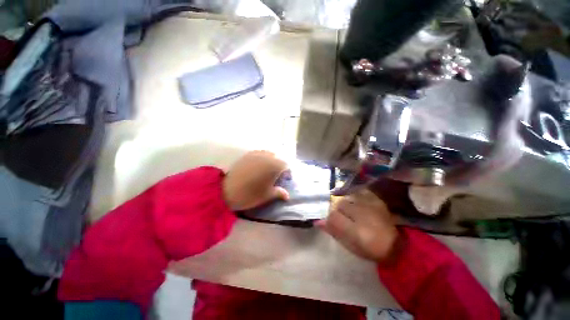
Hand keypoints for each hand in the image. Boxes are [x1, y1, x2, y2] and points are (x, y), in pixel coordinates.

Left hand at [223, 151, 289, 210]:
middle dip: (279, 166)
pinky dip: (261, 158)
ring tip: (266, 170)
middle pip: (278, 158)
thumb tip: (287, 196)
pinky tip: (257, 166)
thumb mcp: (268, 195)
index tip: (285, 179)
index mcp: (275, 166)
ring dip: (270, 160)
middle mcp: (268, 156)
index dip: (287, 173)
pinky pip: (258, 153)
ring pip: (268, 154)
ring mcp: (257, 154)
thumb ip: (279, 193)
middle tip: (275, 175)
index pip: (286, 166)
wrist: (227, 191)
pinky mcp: (247, 154)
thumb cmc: (251, 194)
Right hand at [317, 189, 399, 261]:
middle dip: (338, 211)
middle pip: (340, 204)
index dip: (330, 219)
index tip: (333, 223)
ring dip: (347, 204)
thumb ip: (334, 232)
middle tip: (345, 218)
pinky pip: (359, 192)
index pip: (333, 217)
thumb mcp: (350, 245)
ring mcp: (370, 205)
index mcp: (356, 231)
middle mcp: (362, 214)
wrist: (396, 244)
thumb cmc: (370, 249)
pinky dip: (355, 196)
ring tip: (352, 211)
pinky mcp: (376, 199)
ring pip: (348, 197)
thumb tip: (317, 221)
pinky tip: (358, 202)